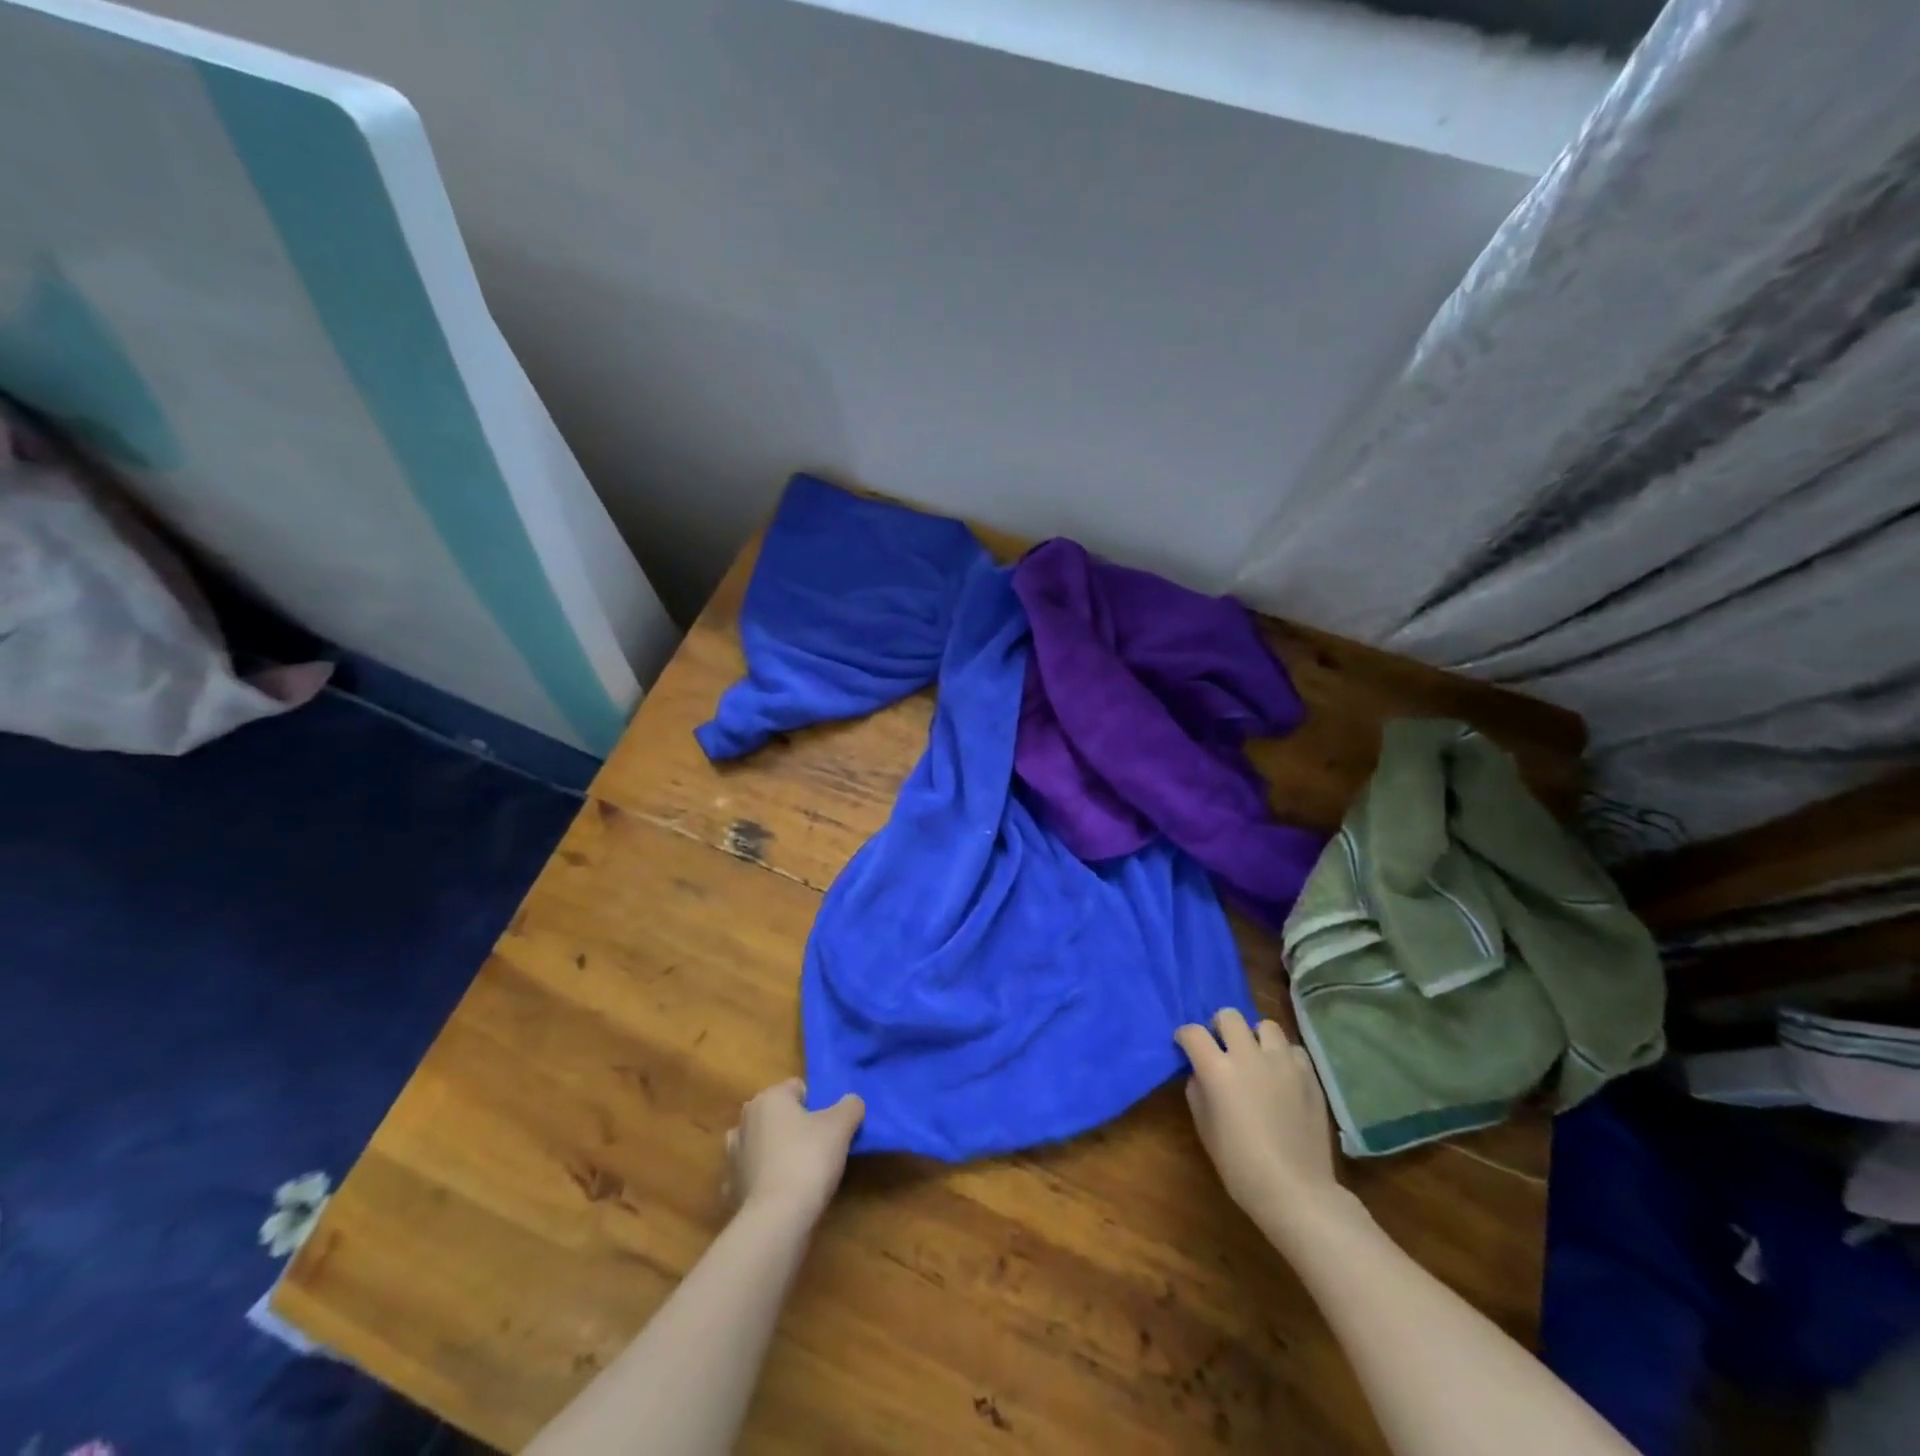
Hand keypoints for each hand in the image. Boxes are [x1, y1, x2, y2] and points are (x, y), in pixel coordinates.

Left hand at [723, 1079, 863, 1222]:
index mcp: (768, 1098)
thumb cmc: (808, 1159)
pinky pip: (754, 1175)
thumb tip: (851, 1102)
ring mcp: (734, 1156)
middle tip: (819, 1145)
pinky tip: (782, 1194)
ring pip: (762, 1143)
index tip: (830, 1125)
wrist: (776, 1220)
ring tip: (799, 1170)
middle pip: (778, 1115)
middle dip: (795, 1125)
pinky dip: (765, 1180)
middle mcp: (745, 1120)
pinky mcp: (731, 1189)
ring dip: (776, 1151)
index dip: (817, 1103)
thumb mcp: (841, 1126)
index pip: (798, 1088)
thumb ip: (850, 1106)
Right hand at [1176, 1009, 1341, 1228]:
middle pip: (1229, 1016)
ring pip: (1265, 1025)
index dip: (1184, 1037)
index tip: (1185, 1046)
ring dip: (1254, 1037)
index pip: (1193, 1033)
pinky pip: (1292, 1050)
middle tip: (1221, 1048)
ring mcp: (1283, 1063)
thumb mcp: (1205, 1129)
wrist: (1297, 1192)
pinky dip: (1283, 1056)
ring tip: (1255, 1057)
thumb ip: (1198, 1092)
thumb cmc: (1241, 1166)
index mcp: (1218, 1070)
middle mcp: (1249, 1056)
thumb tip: (1200, 1074)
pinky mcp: (1309, 1076)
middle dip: (1219, 1027)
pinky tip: (1282, 1076)